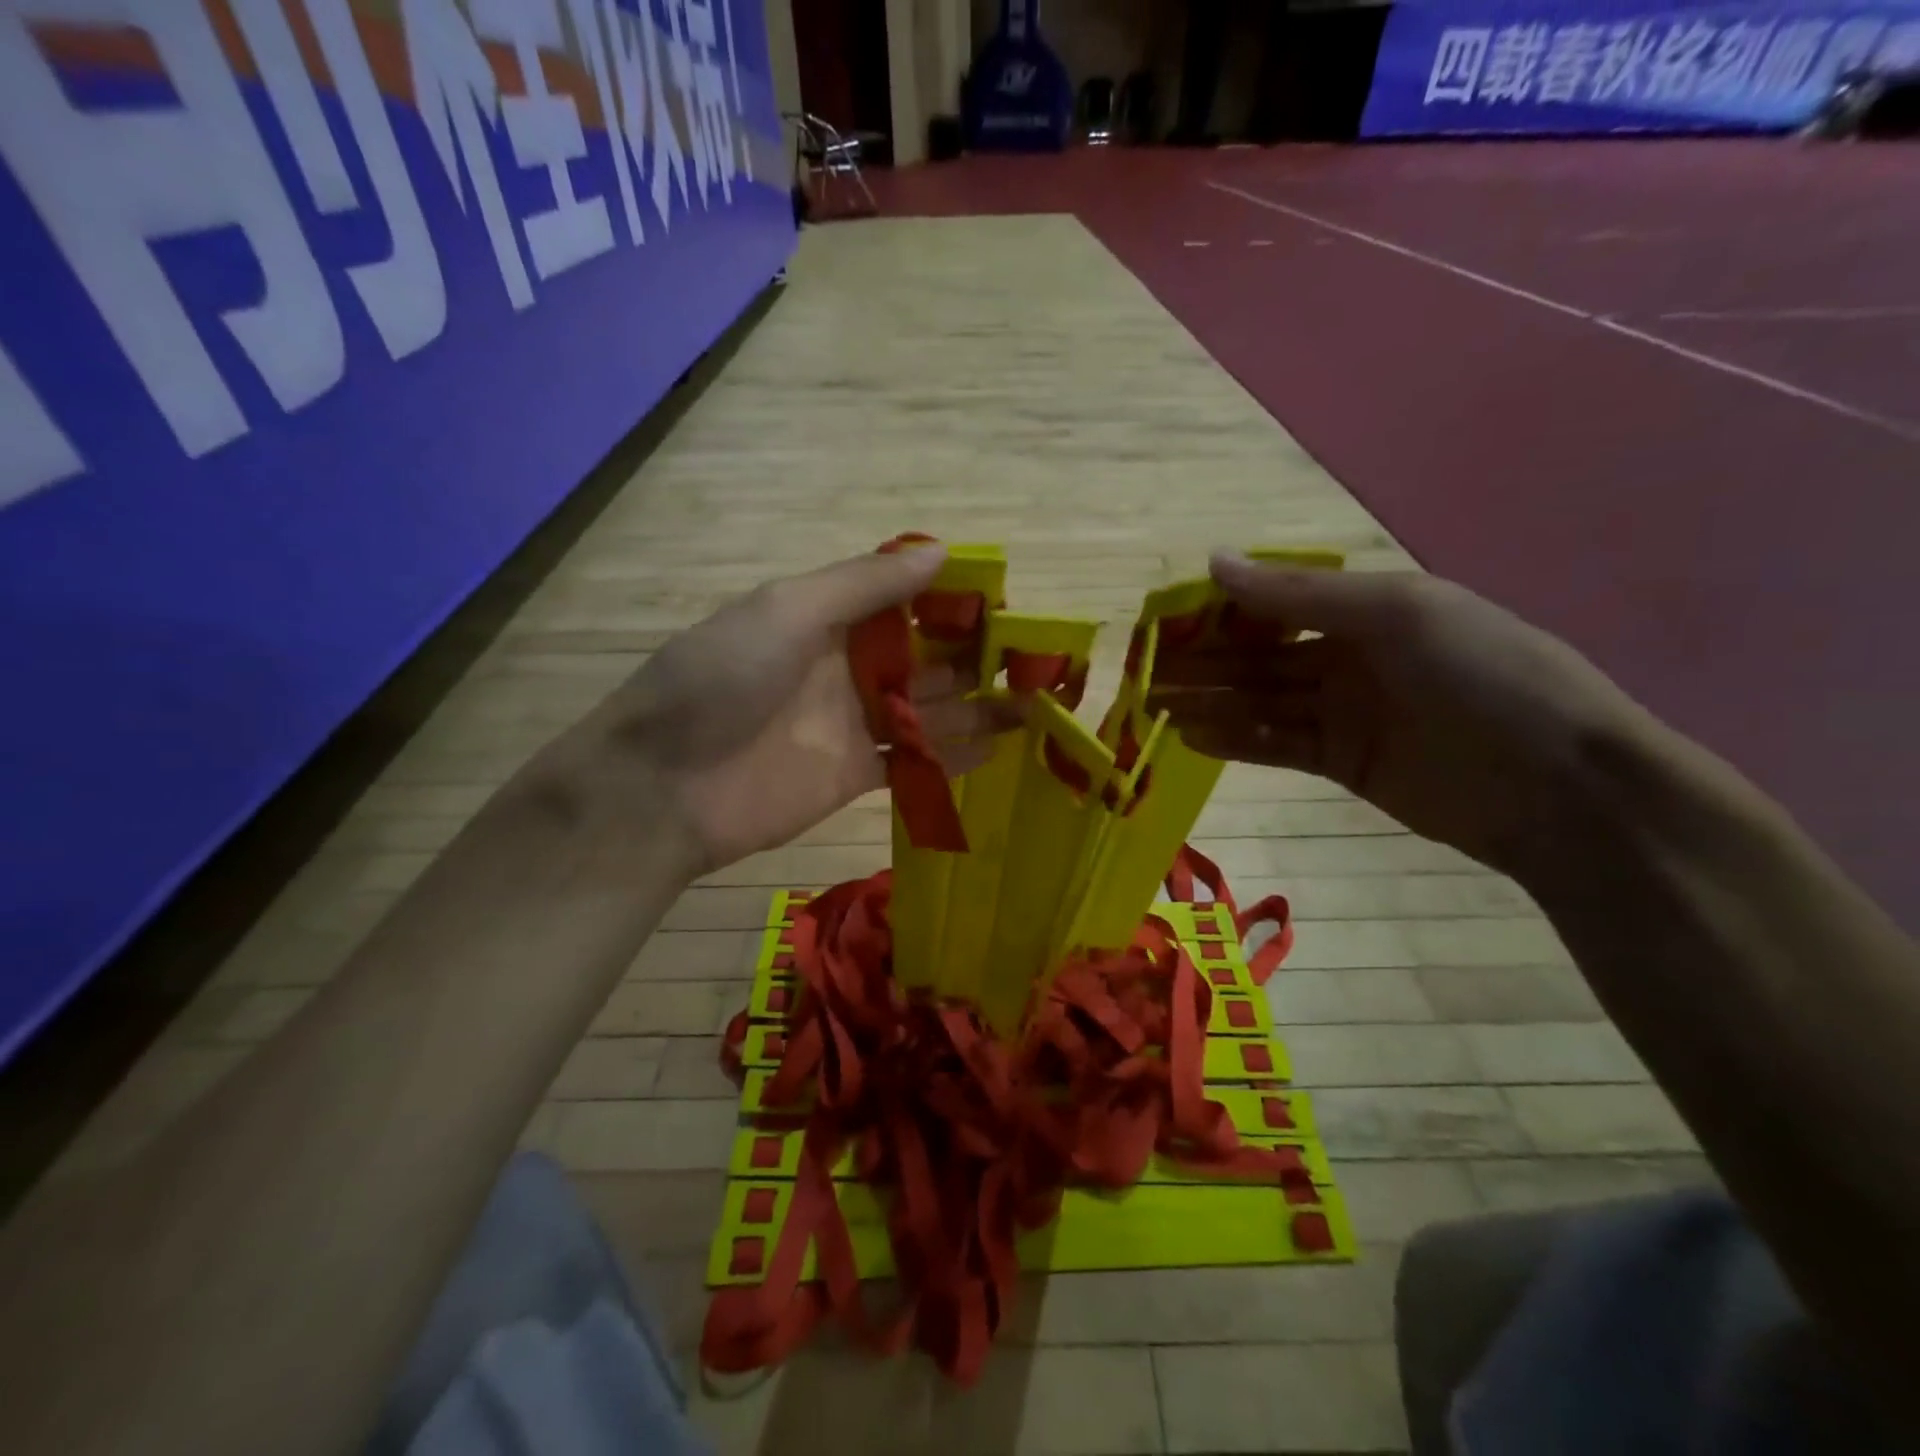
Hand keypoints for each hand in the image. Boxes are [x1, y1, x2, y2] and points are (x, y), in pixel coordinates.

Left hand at [563, 546, 1012, 877]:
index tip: (1006, 602)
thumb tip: (942, 551)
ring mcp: (850, 724)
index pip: (902, 601)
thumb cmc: (720, 681)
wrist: (662, 787)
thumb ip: (864, 584)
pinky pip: (912, 762)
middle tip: (1035, 661)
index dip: (951, 600)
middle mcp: (844, 667)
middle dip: (974, 656)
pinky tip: (994, 747)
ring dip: (975, 706)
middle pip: (923, 657)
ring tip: (1032, 705)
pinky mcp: (853, 776)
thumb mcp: (787, 611)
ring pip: (926, 711)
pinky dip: (950, 755)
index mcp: (825, 618)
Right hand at [1147, 555, 1655, 876]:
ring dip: (1207, 701)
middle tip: (1141, 672)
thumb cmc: (1485, 676)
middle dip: (1200, 661)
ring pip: (1258, 700)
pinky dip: (1234, 740)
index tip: (1163, 619)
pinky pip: (1274, 744)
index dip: (1218, 609)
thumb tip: (1213, 561)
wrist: (1562, 787)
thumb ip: (1299, 593)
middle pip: (1257, 655)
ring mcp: (1344, 712)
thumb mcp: (1398, 614)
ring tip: (1151, 707)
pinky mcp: (1341, 762)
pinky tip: (1190, 737)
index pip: (1274, 602)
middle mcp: (1349, 654)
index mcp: (1368, 606)